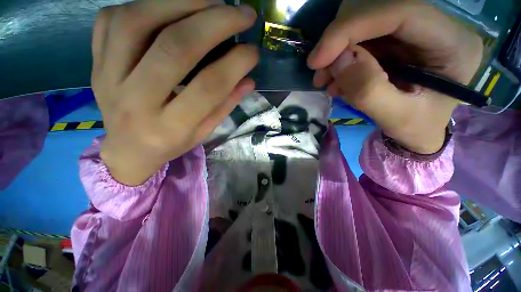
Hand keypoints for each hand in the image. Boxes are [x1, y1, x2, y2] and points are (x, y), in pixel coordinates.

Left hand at [92, 0, 258, 184]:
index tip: (253, 51)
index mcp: (171, 126)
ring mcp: (108, 77)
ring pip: (138, 21)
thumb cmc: (171, 143)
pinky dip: (146, 3)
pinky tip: (171, 6)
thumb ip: (225, 105)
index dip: (236, 63)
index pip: (209, 87)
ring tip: (211, 1)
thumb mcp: (204, 132)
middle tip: (242, 13)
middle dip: (215, 22)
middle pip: (175, 47)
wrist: (128, 149)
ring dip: (181, 1)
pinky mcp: (95, 62)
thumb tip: (249, 80)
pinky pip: (112, 18)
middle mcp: (137, 100)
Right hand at [308, 0, 482, 153]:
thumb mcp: (396, 119)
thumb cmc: (417, 128)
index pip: (401, 12)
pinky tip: (336, 81)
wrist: (419, 130)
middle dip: (339, 41)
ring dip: (336, 52)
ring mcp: (412, 30)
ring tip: (325, 81)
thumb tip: (338, 61)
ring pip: (362, 22)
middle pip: (377, 11)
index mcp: (452, 43)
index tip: (318, 59)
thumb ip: (369, 91)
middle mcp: (436, 25)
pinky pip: (358, 38)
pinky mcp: (394, 39)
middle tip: (320, 74)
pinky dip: (339, 59)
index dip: (351, 28)